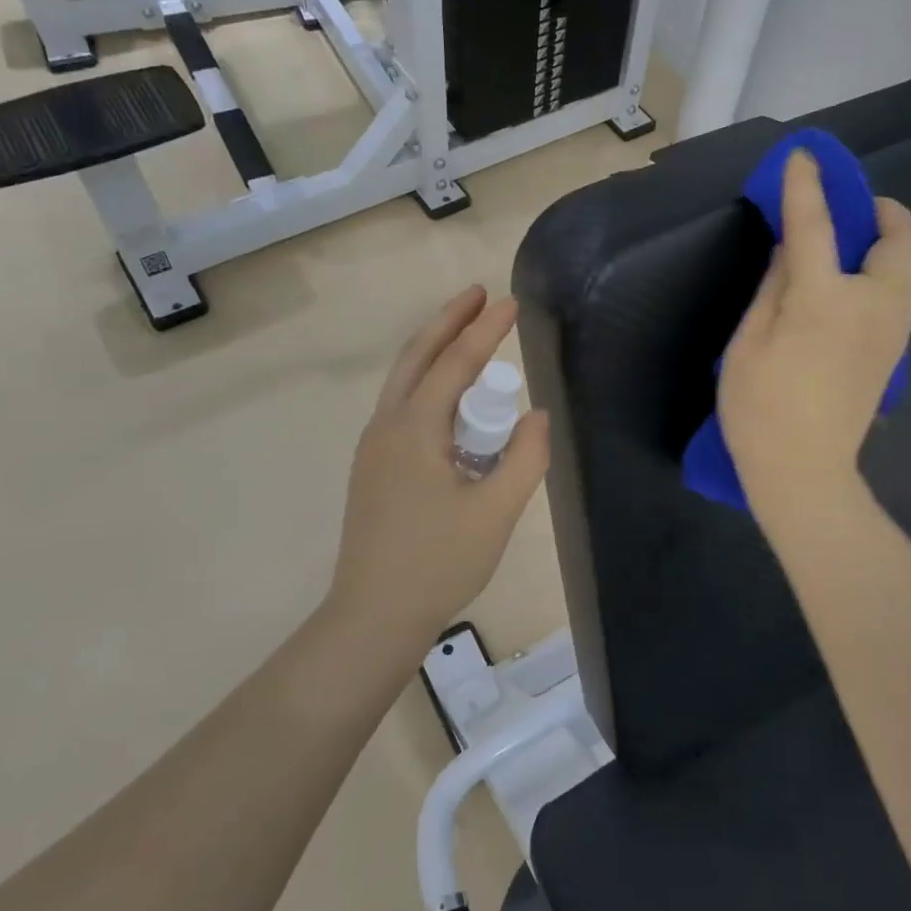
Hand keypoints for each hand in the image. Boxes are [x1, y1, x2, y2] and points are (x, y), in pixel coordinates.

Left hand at [326, 286, 550, 653]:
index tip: (510, 302)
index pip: (455, 363)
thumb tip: (536, 415)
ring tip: (467, 336)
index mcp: (414, 429)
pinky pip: (403, 408)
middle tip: (477, 295)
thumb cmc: (438, 562)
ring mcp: (374, 448)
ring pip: (404, 382)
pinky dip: (428, 384)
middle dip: (448, 321)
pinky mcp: (374, 469)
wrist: (374, 615)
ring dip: (435, 351)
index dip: (485, 330)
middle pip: (416, 357)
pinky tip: (451, 401)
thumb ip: (525, 457)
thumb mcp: (496, 511)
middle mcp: (387, 427)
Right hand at [719, 150, 910, 528]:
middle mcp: (872, 306)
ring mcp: (892, 332)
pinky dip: (891, 278)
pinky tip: (856, 293)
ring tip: (857, 253)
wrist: (804, 473)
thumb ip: (773, 288)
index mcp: (824, 300)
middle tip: (855, 212)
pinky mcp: (895, 355)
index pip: (816, 226)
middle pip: (906, 240)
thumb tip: (792, 249)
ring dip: (894, 247)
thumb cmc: (760, 410)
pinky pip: (906, 299)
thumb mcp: (747, 344)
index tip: (804, 157)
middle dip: (887, 211)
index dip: (807, 187)